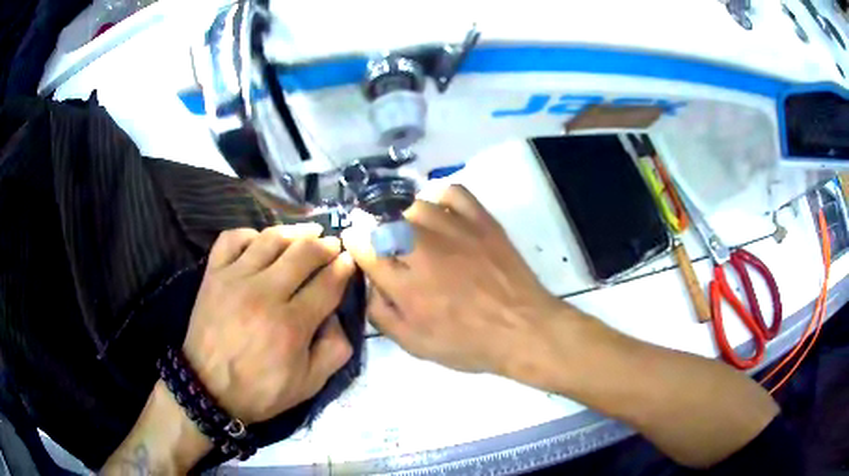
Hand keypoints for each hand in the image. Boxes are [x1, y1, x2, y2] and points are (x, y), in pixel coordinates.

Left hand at [183, 224, 355, 423]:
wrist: (207, 388)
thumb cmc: (260, 390)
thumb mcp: (309, 384)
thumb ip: (335, 351)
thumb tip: (338, 317)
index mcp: (292, 325)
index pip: (327, 284)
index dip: (344, 268)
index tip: (349, 261)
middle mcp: (265, 294)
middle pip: (304, 253)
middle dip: (325, 245)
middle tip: (333, 245)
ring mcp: (236, 279)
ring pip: (271, 239)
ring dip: (295, 232)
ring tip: (308, 233)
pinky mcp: (213, 274)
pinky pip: (232, 239)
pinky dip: (249, 233)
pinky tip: (261, 241)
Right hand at [342, 185, 567, 377]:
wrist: (523, 328)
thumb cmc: (469, 343)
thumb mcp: (416, 345)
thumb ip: (382, 315)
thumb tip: (370, 285)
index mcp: (405, 285)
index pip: (364, 247)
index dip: (354, 242)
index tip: (356, 242)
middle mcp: (424, 251)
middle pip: (386, 223)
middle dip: (380, 233)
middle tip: (391, 247)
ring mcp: (455, 230)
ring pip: (415, 206)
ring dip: (408, 219)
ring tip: (418, 235)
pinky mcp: (481, 220)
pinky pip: (452, 192)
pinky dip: (440, 198)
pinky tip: (442, 214)